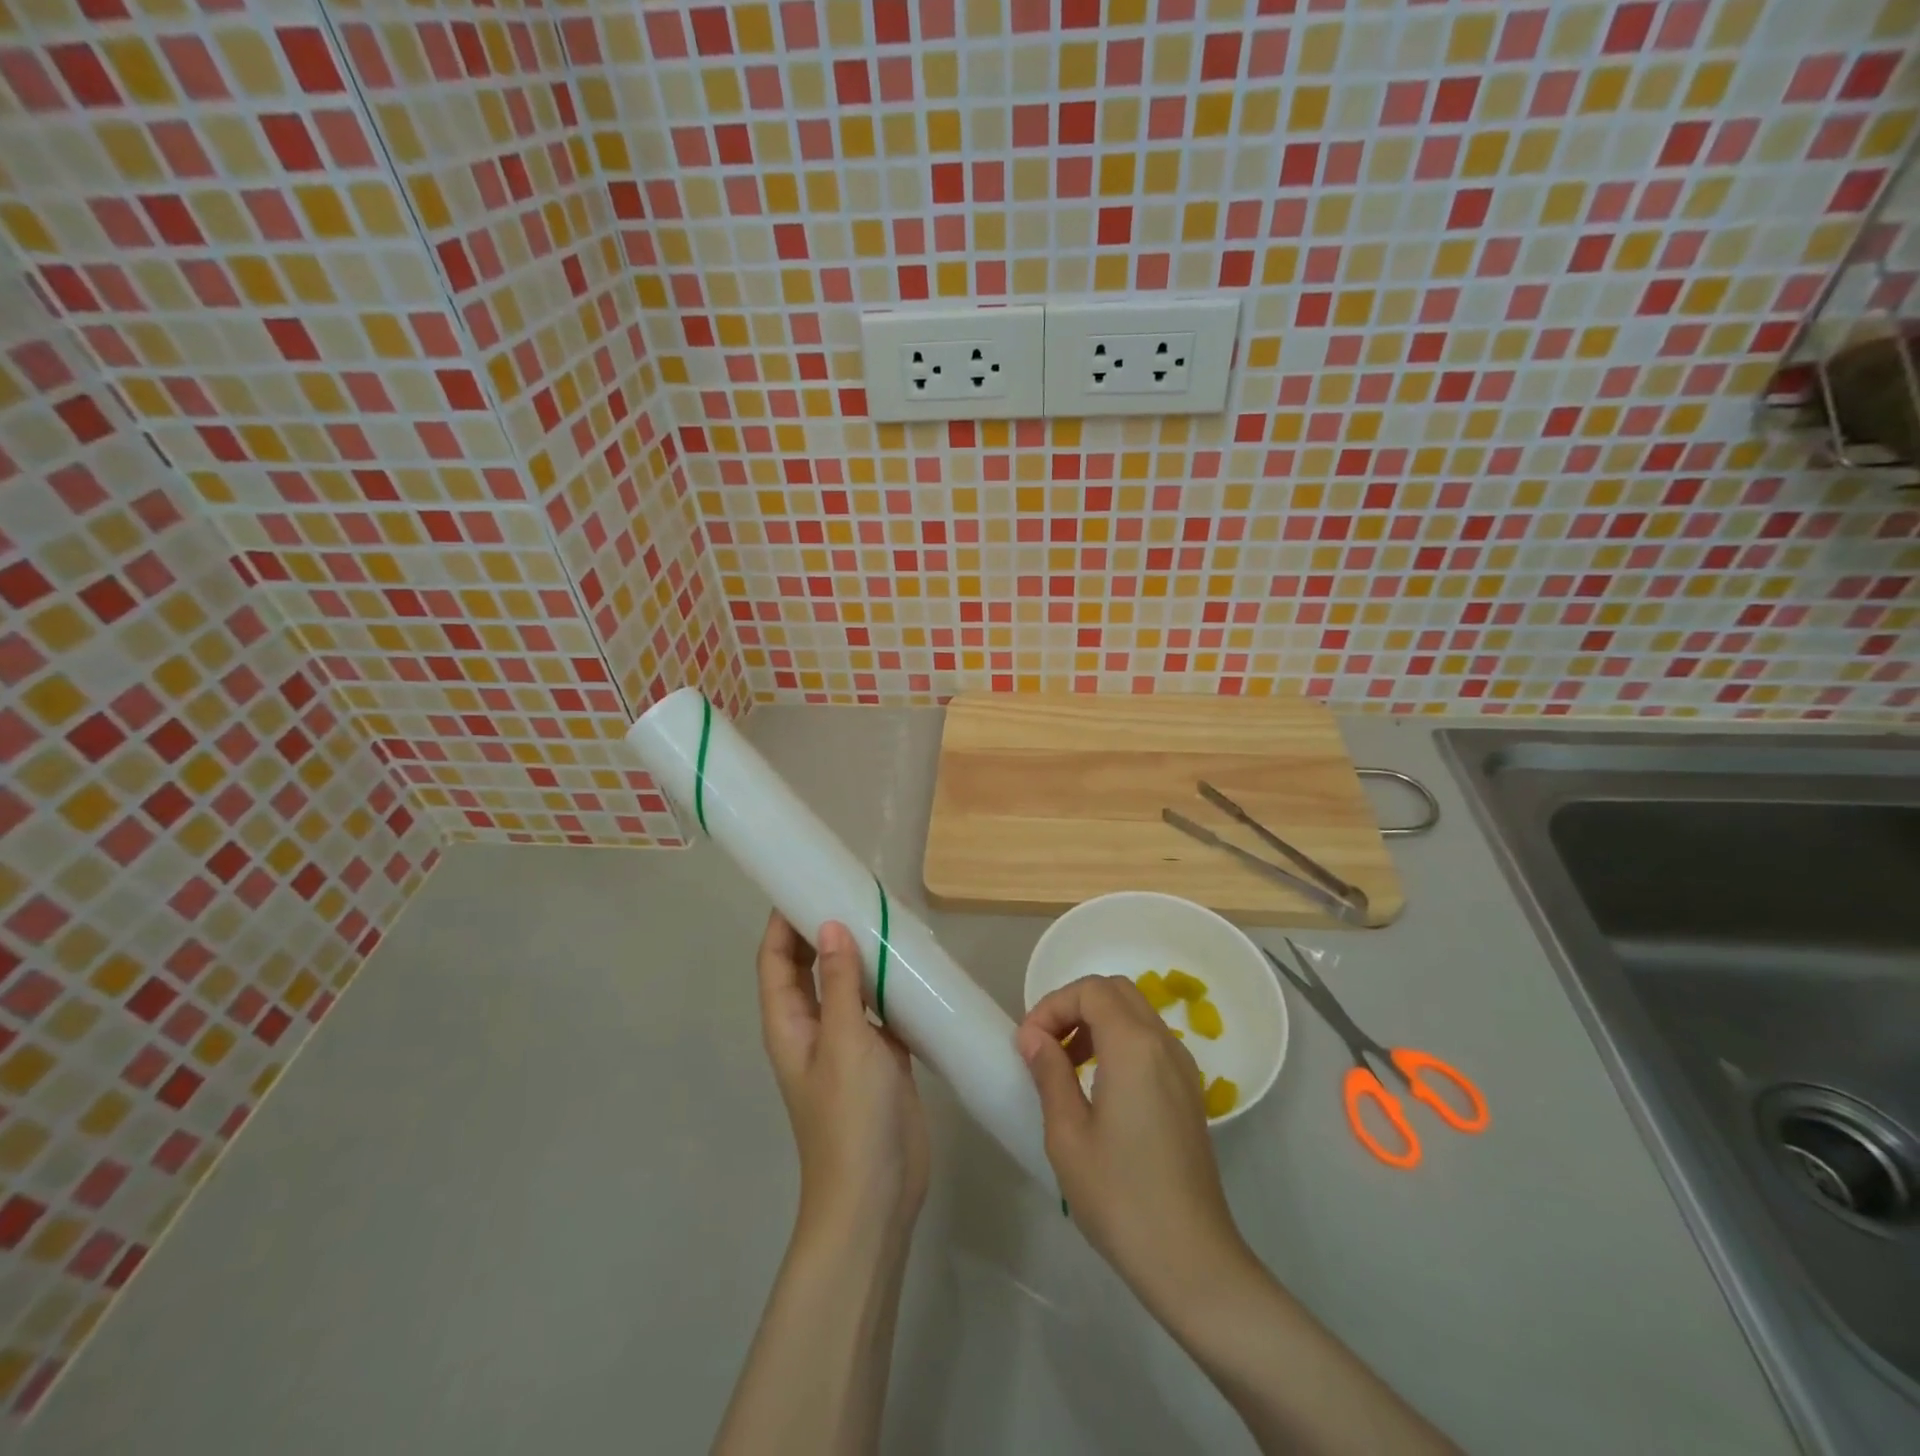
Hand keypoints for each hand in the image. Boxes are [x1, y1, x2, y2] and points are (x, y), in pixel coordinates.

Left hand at [756, 912, 928, 1238]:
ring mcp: (848, 1043)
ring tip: (885, 917)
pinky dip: (891, 985)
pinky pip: (881, 1008)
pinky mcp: (881, 1056)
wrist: (877, 1194)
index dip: (781, 923)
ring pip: (848, 985)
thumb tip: (829, 924)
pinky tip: (914, 965)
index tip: (804, 881)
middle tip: (852, 890)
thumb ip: (840, 983)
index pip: (775, 961)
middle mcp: (813, 1028)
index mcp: (789, 1024)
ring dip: (860, 954)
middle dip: (822, 930)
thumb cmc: (850, 1117)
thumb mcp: (844, 1042)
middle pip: (809, 968)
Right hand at [1017, 974, 1253, 1317]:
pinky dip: (1119, 1042)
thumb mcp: (1068, 1134)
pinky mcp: (1189, 1092)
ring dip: (1097, 1022)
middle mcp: (1164, 1043)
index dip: (1053, 1005)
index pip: (1090, 991)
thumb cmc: (1120, 1197)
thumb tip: (1033, 1037)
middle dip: (1074, 1006)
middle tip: (1045, 1045)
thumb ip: (1049, 1073)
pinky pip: (1150, 1041)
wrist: (1191, 1260)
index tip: (1028, 1043)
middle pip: (1115, 991)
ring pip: (1136, 1013)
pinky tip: (1098, 1086)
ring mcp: (1182, 1067)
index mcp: (1134, 1046)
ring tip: (1065, 1066)